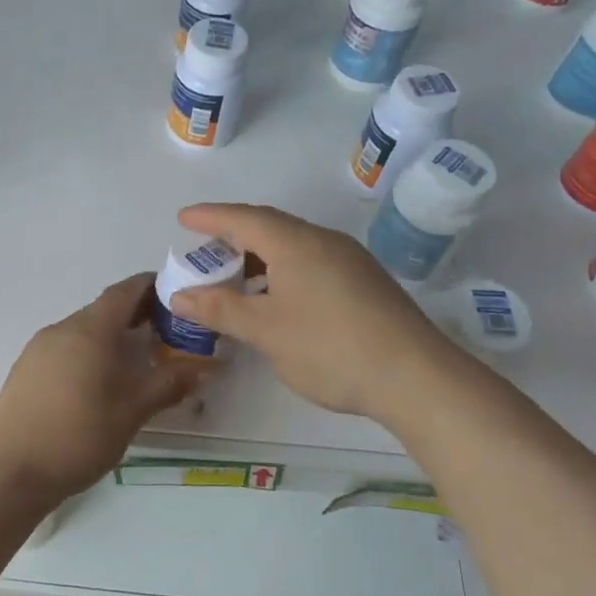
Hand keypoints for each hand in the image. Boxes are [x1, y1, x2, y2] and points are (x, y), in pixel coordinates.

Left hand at [0, 273, 198, 501]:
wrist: (12, 472)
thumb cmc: (79, 435)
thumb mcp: (132, 412)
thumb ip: (167, 384)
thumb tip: (200, 367)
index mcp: (89, 330)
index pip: (124, 291)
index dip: (150, 287)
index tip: (175, 296)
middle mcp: (61, 329)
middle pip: (103, 310)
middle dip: (135, 315)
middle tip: (165, 333)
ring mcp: (37, 349)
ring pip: (82, 331)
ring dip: (110, 336)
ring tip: (135, 360)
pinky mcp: (25, 370)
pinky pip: (64, 349)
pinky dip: (88, 353)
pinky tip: (98, 382)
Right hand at [170, 203, 467, 425]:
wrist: (416, 378)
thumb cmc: (330, 347)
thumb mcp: (265, 330)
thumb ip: (219, 309)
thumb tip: (179, 295)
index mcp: (295, 243)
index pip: (243, 218)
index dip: (209, 217)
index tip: (182, 218)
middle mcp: (323, 241)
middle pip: (269, 226)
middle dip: (232, 234)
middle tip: (204, 249)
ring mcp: (350, 260)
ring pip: (293, 245)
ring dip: (259, 255)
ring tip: (234, 276)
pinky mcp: (365, 282)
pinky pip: (311, 261)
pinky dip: (282, 269)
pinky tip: (277, 297)